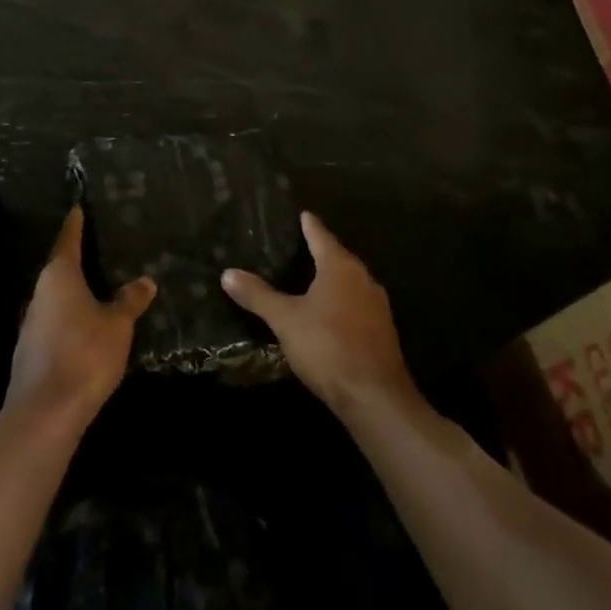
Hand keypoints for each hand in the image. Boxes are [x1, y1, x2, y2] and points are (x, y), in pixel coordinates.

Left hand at [5, 207, 156, 430]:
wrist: (45, 412)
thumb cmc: (84, 354)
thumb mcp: (118, 325)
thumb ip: (129, 300)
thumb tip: (145, 281)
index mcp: (59, 276)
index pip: (68, 240)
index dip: (76, 224)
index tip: (78, 208)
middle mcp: (40, 293)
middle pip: (59, 268)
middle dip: (78, 260)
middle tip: (100, 248)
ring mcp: (31, 323)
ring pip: (56, 298)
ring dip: (74, 293)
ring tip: (99, 288)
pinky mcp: (31, 351)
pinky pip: (54, 322)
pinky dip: (70, 318)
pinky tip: (86, 327)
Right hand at [222, 212, 416, 420]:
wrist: (375, 396)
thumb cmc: (327, 346)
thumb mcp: (285, 320)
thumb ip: (258, 295)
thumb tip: (228, 273)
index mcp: (340, 267)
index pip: (321, 236)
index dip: (309, 225)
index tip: (303, 213)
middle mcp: (363, 279)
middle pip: (339, 258)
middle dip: (321, 252)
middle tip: (299, 246)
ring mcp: (377, 306)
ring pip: (351, 283)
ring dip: (333, 280)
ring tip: (310, 279)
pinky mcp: (382, 331)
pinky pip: (357, 305)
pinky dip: (342, 302)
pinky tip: (328, 314)